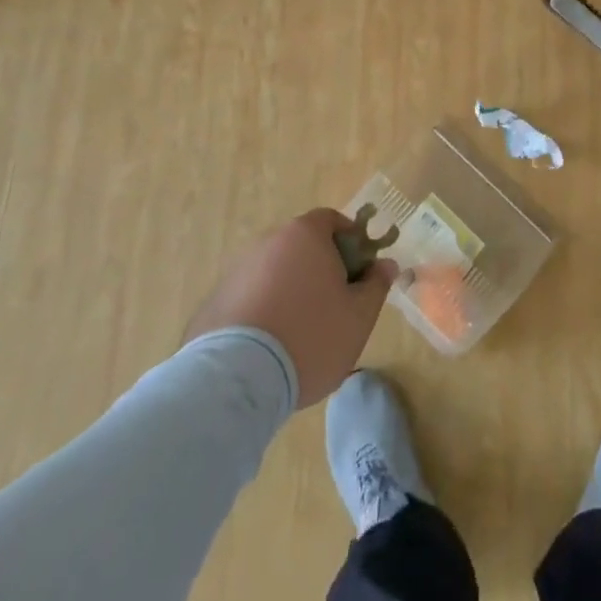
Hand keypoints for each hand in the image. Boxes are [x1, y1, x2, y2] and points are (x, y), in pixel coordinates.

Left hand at [185, 209, 395, 406]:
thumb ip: (376, 285)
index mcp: (305, 235)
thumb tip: (386, 264)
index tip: (359, 272)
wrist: (237, 379)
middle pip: (302, 246)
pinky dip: (263, 311)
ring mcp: (237, 271)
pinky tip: (270, 347)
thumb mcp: (359, 316)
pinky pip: (250, 298)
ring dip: (291, 291)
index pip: (331, 221)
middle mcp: (268, 243)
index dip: (350, 241)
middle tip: (335, 305)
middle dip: (321, 268)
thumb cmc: (311, 337)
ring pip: (275, 273)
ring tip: (300, 333)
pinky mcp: (215, 302)